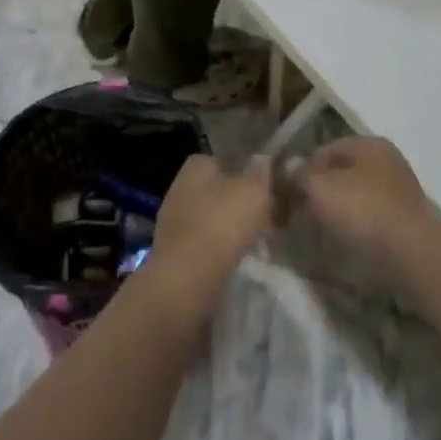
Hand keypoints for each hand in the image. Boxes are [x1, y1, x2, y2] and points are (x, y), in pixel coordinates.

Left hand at [151, 154, 274, 290]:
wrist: (185, 281)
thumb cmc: (221, 225)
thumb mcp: (254, 192)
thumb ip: (261, 172)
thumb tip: (263, 158)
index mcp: (196, 165)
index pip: (226, 161)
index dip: (248, 174)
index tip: (268, 191)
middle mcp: (180, 186)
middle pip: (219, 190)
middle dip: (239, 202)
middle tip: (267, 218)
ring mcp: (173, 220)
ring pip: (212, 217)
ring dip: (230, 228)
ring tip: (256, 243)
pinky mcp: (172, 251)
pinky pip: (203, 242)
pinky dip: (219, 249)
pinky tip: (235, 260)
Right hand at [291, 136, 436, 269]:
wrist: (411, 254)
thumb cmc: (363, 210)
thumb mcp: (320, 187)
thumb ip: (301, 174)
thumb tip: (290, 166)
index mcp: (369, 144)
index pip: (325, 149)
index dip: (302, 169)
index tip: (286, 192)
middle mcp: (387, 161)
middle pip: (343, 172)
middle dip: (320, 191)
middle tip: (299, 213)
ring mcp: (400, 191)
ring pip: (356, 196)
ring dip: (337, 211)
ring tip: (318, 232)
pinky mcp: (405, 221)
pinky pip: (370, 218)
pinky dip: (355, 227)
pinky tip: (343, 242)